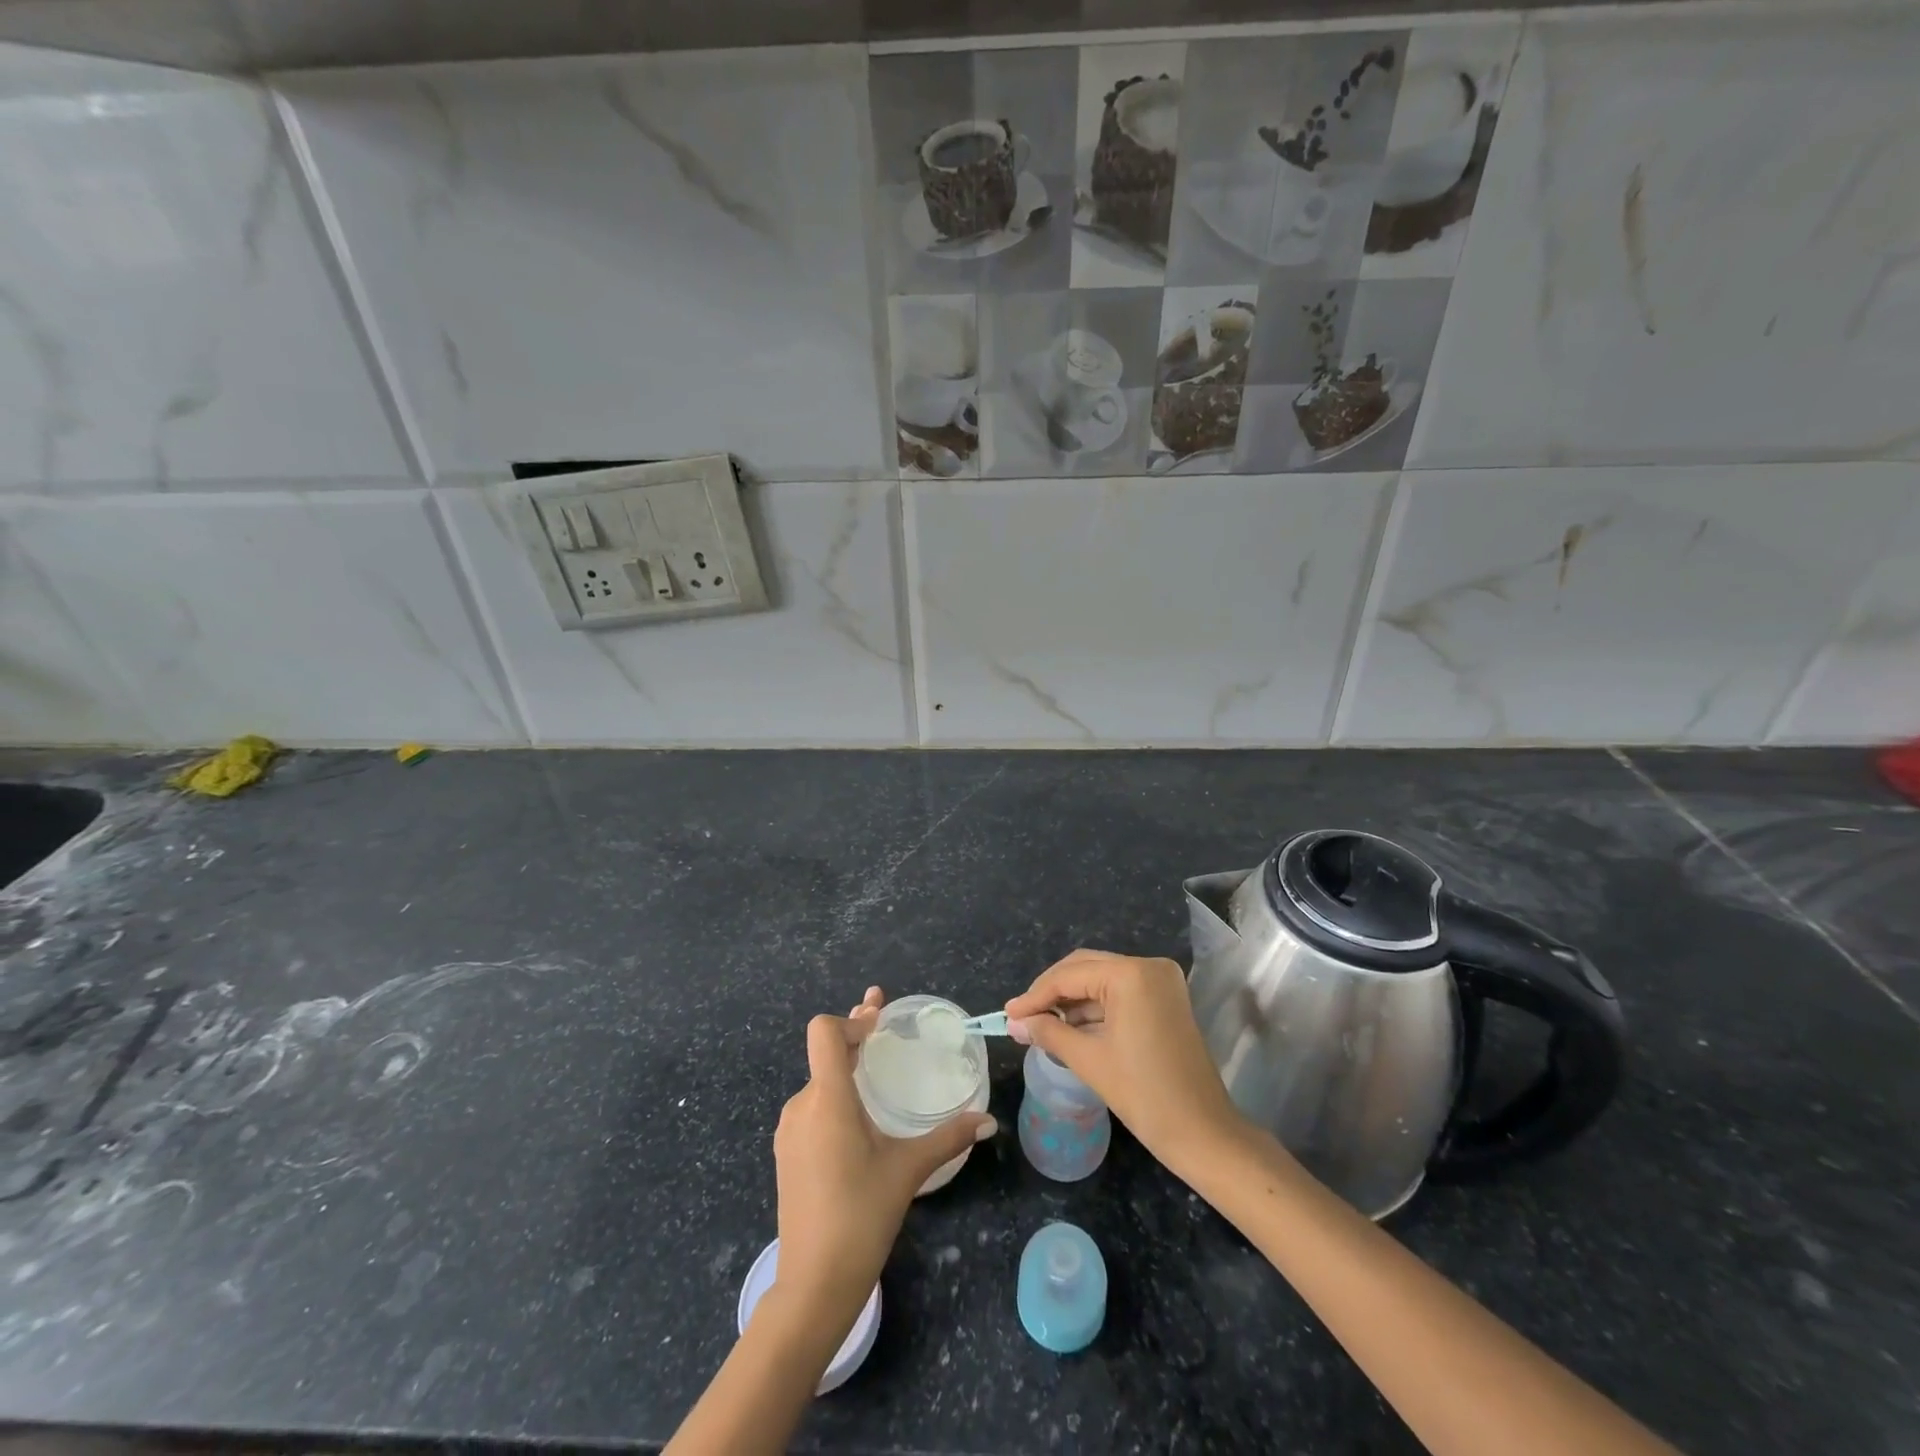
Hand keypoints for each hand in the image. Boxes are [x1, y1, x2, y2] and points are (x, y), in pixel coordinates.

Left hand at [771, 988, 995, 1325]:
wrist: (812, 1285)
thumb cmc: (861, 1216)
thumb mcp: (908, 1171)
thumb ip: (948, 1138)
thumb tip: (988, 1120)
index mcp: (827, 1099)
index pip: (824, 1032)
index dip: (852, 1019)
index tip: (879, 1023)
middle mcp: (802, 1106)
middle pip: (825, 1054)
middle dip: (856, 1037)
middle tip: (884, 1026)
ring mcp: (789, 1131)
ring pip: (818, 1082)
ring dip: (845, 1070)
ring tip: (874, 1075)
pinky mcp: (787, 1154)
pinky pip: (812, 1108)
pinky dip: (834, 1098)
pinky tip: (857, 1121)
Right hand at [1005, 949, 1240, 1164]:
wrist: (1204, 1134)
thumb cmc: (1144, 1095)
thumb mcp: (1089, 1060)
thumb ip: (1048, 1032)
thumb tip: (1015, 1022)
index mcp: (1132, 974)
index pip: (1070, 975)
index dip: (1035, 995)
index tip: (1007, 1014)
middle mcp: (1149, 966)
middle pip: (1086, 968)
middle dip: (1052, 992)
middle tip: (1021, 1017)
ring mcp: (1161, 982)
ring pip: (1102, 980)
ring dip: (1071, 1001)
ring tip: (1039, 1025)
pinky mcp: (1166, 1000)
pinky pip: (1120, 994)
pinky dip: (1094, 1009)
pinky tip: (1069, 1027)